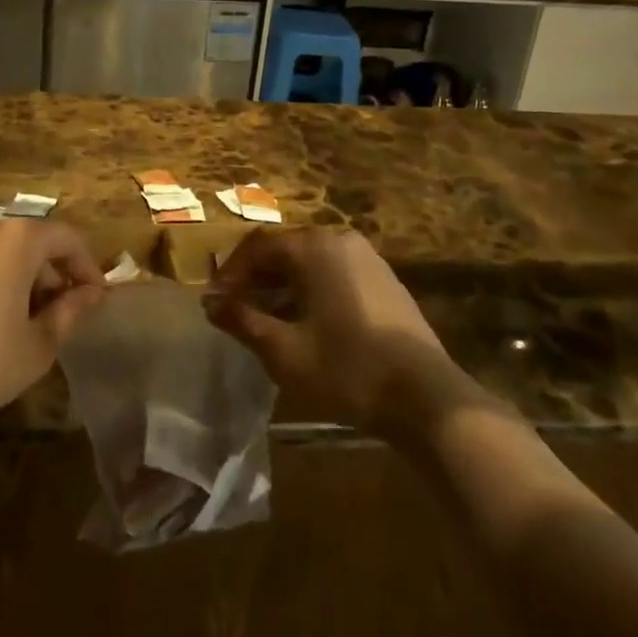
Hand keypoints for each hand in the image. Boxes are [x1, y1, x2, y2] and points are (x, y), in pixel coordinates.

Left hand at [0, 217, 104, 442]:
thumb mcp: (37, 347)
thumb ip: (71, 311)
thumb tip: (93, 293)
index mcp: (15, 238)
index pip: (65, 238)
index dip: (85, 266)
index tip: (92, 296)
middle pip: (24, 240)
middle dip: (43, 271)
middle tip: (50, 312)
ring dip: (2, 272)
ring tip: (4, 315)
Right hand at [205, 228, 491, 443]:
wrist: (426, 396)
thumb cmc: (347, 368)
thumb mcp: (284, 350)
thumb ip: (244, 321)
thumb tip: (212, 304)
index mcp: (314, 246)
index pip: (258, 248)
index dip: (231, 274)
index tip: (213, 302)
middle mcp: (340, 239)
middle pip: (285, 251)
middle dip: (256, 279)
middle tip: (235, 310)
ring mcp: (367, 258)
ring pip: (310, 264)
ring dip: (282, 287)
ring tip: (265, 320)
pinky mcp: (384, 280)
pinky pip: (334, 274)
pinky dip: (310, 291)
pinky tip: (304, 324)